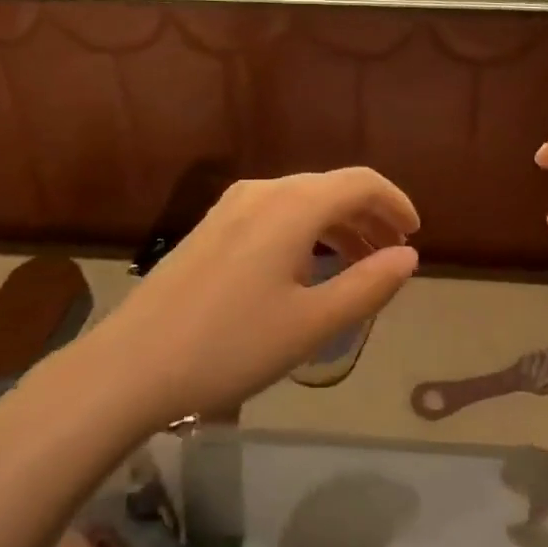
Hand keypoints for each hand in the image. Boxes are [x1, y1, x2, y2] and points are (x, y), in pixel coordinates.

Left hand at [97, 170, 419, 422]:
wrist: (133, 363)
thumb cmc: (232, 345)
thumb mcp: (312, 323)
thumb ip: (368, 285)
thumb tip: (408, 256)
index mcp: (292, 205)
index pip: (360, 183)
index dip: (395, 203)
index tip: (414, 235)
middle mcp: (262, 191)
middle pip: (330, 188)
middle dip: (368, 217)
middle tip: (392, 256)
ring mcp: (230, 207)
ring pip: (300, 201)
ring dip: (336, 226)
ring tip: (358, 264)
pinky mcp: (210, 227)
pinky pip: (273, 214)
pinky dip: (305, 232)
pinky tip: (306, 268)